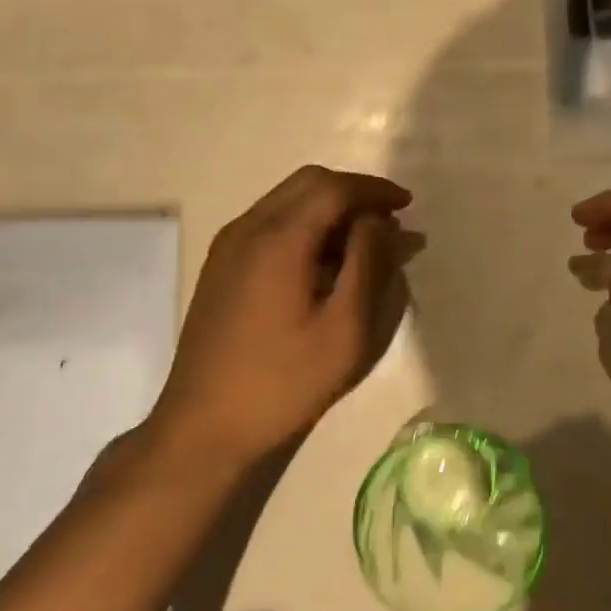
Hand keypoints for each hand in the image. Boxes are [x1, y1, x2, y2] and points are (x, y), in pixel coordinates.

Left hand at [154, 166, 409, 470]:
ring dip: (329, 209)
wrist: (203, 427)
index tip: (407, 205)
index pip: (334, 187)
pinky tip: (323, 263)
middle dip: (353, 193)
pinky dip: (305, 225)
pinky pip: (270, 222)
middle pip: (308, 183)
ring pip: (287, 200)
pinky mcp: (221, 266)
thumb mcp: (345, 329)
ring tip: (363, 244)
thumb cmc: (283, 382)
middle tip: (389, 222)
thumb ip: (369, 264)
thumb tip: (380, 222)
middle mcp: (248, 228)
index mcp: (279, 238)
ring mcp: (228, 246)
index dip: (375, 189)